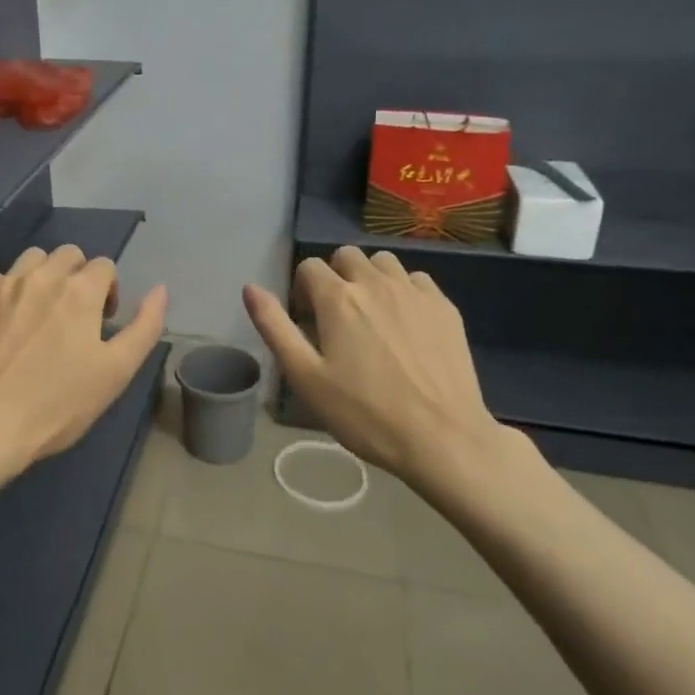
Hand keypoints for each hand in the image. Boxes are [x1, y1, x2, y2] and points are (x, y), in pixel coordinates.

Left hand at [0, 245, 167, 481]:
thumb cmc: (57, 404)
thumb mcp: (116, 372)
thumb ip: (145, 327)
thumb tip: (160, 289)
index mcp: (81, 291)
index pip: (105, 266)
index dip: (109, 291)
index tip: (102, 323)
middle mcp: (42, 276)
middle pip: (69, 254)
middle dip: (78, 277)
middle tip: (73, 316)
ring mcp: (3, 284)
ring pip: (32, 259)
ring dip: (43, 276)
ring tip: (39, 313)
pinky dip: (6, 292)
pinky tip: (3, 324)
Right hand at [243, 247, 535, 510]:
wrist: (442, 438)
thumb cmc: (364, 413)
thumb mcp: (305, 377)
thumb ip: (274, 327)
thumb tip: (250, 287)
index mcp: (337, 298)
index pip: (309, 267)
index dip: (302, 290)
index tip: (309, 322)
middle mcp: (375, 283)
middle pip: (347, 256)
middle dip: (336, 277)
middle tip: (338, 318)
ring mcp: (414, 292)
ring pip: (383, 262)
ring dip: (370, 278)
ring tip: (372, 315)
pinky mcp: (445, 307)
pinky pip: (416, 280)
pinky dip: (404, 290)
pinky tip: (406, 324)